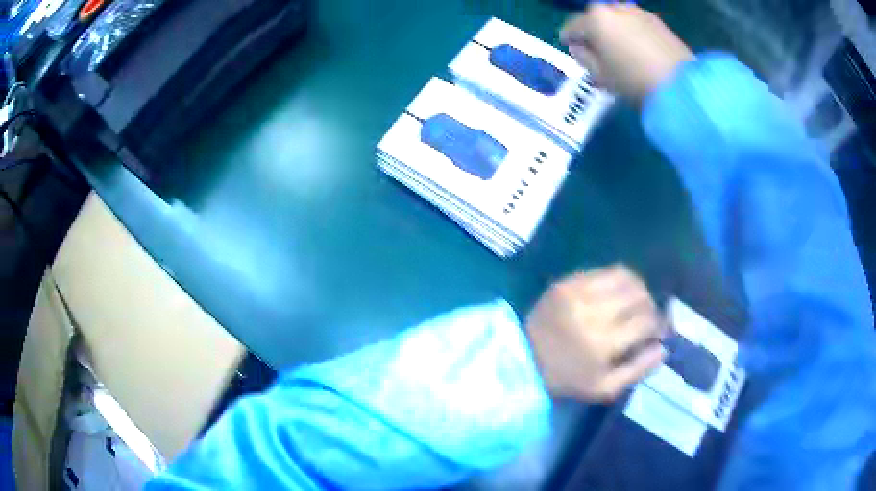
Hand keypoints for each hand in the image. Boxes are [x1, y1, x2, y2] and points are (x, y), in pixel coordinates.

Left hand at [525, 265, 665, 401]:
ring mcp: (577, 293)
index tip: (658, 331)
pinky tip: (616, 293)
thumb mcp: (604, 388)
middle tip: (647, 317)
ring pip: (625, 277)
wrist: (523, 358)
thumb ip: (638, 370)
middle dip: (650, 306)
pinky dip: (617, 281)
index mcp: (603, 344)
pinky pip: (603, 271)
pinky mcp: (566, 282)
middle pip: (640, 295)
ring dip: (638, 289)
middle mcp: (593, 313)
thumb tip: (663, 348)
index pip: (646, 322)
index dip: (659, 324)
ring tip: (636, 302)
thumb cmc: (567, 379)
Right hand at [560, 4, 693, 103]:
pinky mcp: (657, 21)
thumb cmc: (634, 82)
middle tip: (597, 50)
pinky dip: (631, 31)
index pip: (572, 27)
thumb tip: (578, 48)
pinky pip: (635, 23)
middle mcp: (614, 8)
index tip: (570, 48)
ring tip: (620, 49)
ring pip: (617, 18)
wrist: (681, 86)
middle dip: (594, 32)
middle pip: (596, 18)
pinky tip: (637, 48)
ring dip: (614, 30)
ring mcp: (638, 12)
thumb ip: (583, 58)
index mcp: (595, 19)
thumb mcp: (601, 76)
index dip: (569, 39)